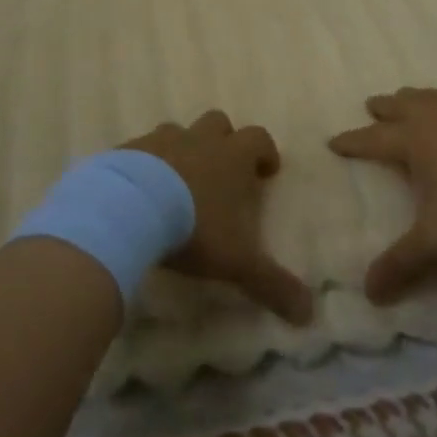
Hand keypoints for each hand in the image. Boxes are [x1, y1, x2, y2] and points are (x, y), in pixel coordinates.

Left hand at [125, 111, 314, 325]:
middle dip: (223, 141)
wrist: (129, 208)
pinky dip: (145, 163)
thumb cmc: (194, 227)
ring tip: (177, 181)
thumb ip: (272, 283)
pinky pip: (141, 149)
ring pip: (178, 131)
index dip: (265, 152)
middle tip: (221, 172)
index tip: (266, 172)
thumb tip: (308, 313)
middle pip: (218, 123)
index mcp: (232, 156)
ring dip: (183, 149)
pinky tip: (139, 189)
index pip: (259, 138)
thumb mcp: (238, 261)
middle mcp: (199, 139)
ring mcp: (161, 140)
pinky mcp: (128, 149)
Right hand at [330, 88, 436, 303]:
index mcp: (416, 141)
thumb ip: (402, 265)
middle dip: (385, 107)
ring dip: (419, 98)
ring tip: (411, 98)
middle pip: (404, 106)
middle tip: (371, 103)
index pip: (374, 139)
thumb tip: (367, 294)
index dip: (353, 142)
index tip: (333, 140)